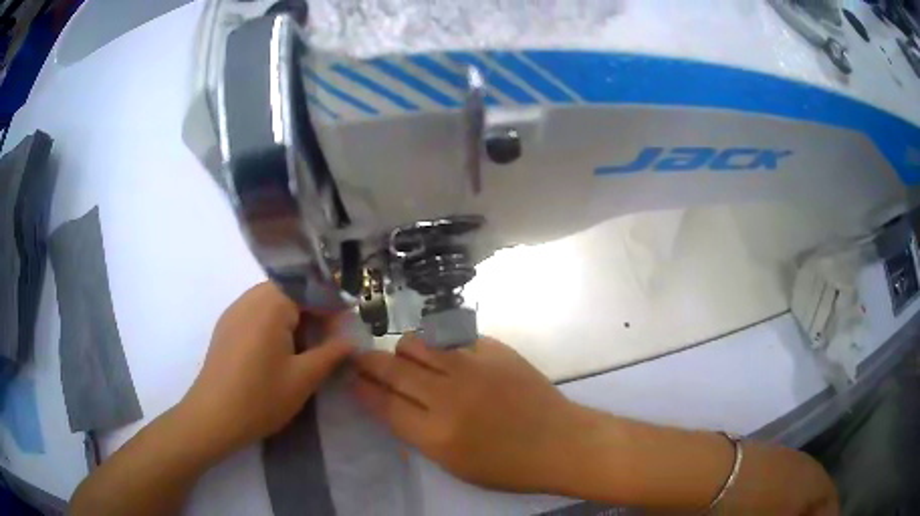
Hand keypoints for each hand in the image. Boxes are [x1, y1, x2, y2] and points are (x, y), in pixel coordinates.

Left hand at [178, 282, 353, 458]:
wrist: (213, 417)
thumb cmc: (260, 398)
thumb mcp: (303, 379)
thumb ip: (330, 354)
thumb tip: (350, 340)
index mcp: (270, 306)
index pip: (309, 289)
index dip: (331, 307)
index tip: (344, 330)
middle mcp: (250, 299)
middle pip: (289, 290)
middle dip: (312, 310)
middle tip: (326, 339)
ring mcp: (234, 311)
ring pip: (271, 300)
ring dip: (292, 316)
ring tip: (304, 346)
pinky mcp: (226, 326)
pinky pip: (255, 311)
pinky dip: (273, 322)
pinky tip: (277, 351)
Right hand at [353, 335, 583, 492]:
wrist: (560, 441)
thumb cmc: (507, 466)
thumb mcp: (453, 465)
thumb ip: (418, 433)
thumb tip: (391, 403)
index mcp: (435, 434)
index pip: (383, 403)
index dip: (362, 388)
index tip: (352, 379)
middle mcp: (447, 396)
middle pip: (392, 369)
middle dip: (369, 362)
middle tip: (363, 360)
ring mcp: (472, 367)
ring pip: (417, 343)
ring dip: (403, 350)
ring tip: (407, 358)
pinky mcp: (493, 350)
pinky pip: (452, 338)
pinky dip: (440, 346)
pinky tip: (445, 355)